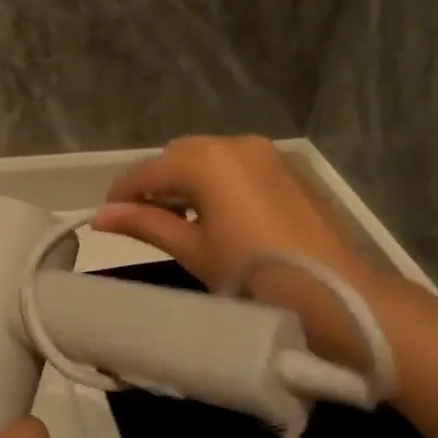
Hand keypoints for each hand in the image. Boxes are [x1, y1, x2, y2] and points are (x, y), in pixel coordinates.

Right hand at [93, 136, 386, 364]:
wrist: (336, 294)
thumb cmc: (254, 275)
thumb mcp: (193, 250)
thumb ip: (145, 224)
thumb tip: (100, 215)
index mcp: (206, 160)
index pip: (148, 171)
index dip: (122, 193)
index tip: (105, 216)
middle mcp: (234, 143)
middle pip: (178, 156)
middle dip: (156, 184)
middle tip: (144, 221)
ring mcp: (264, 153)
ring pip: (208, 158)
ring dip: (187, 181)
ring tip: (180, 220)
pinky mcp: (286, 168)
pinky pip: (236, 165)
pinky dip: (217, 182)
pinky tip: (217, 215)